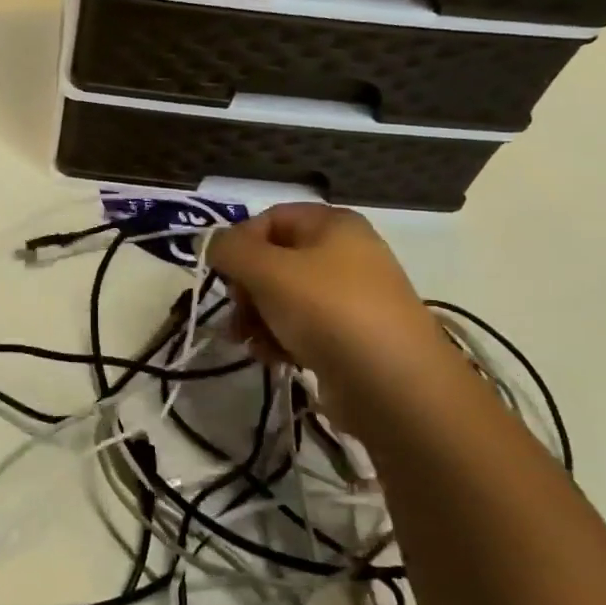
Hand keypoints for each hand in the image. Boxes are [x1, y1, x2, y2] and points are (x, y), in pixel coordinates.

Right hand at [207, 204, 462, 440]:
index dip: (240, 243)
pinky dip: (281, 339)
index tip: (223, 274)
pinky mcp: (352, 338)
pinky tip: (273, 358)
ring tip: (250, 343)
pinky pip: (303, 328)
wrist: (394, 385)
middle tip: (238, 313)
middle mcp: (346, 254)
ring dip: (257, 319)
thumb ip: (229, 249)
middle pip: (274, 260)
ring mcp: (352, 298)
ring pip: (284, 298)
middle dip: (247, 289)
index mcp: (333, 224)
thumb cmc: (328, 310)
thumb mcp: (267, 270)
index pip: (270, 219)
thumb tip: (210, 243)